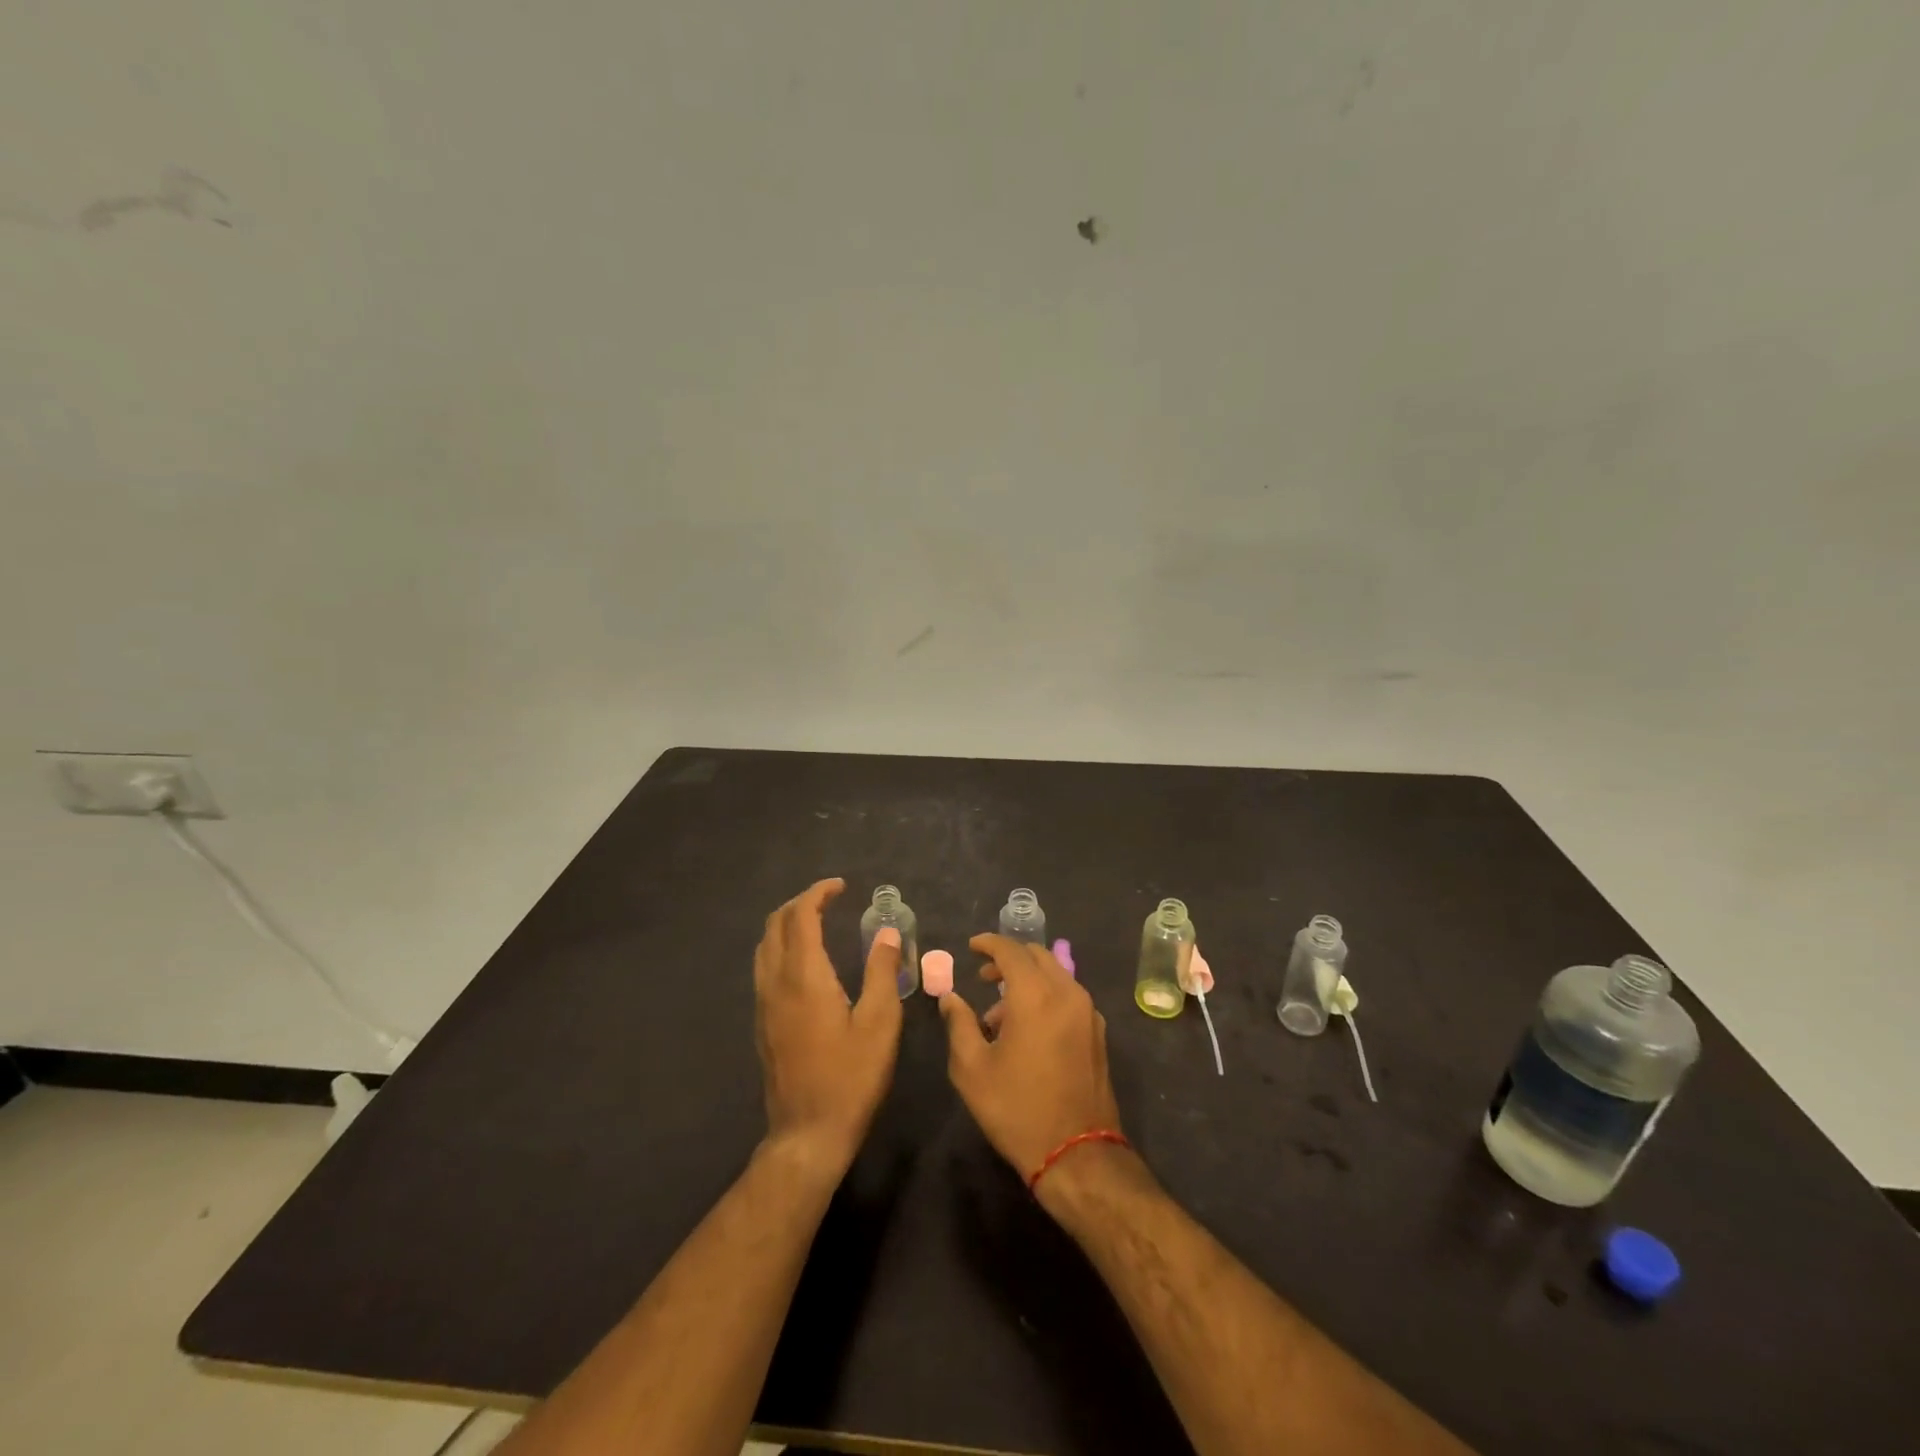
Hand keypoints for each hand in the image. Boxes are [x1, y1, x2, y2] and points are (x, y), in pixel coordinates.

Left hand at [753, 878, 902, 1175]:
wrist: (808, 1133)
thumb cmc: (851, 1077)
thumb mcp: (881, 1023)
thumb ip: (882, 972)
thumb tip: (886, 934)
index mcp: (804, 977)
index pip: (801, 917)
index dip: (818, 894)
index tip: (841, 886)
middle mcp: (776, 983)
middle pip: (776, 925)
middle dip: (799, 903)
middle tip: (829, 900)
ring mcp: (764, 1004)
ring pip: (765, 946)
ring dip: (787, 924)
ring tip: (816, 922)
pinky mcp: (762, 1023)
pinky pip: (764, 968)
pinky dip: (781, 947)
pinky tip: (804, 962)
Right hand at [939, 934, 1122, 1184]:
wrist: (1077, 1154)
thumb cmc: (1017, 1109)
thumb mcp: (972, 1069)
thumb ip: (959, 1024)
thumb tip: (950, 998)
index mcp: (1036, 995)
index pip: (1011, 950)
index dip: (989, 943)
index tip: (971, 947)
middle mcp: (1067, 993)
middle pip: (1038, 956)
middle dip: (1009, 959)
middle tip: (983, 977)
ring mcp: (1088, 1013)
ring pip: (1056, 975)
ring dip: (1027, 980)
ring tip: (999, 1015)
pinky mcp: (1097, 1033)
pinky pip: (1068, 997)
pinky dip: (1046, 996)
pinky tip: (1027, 1030)